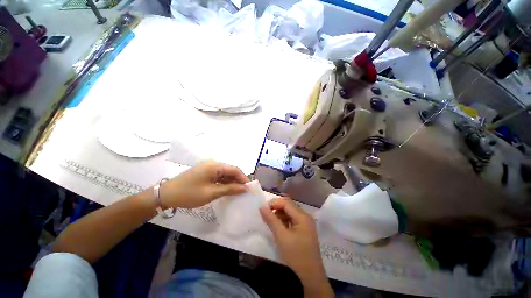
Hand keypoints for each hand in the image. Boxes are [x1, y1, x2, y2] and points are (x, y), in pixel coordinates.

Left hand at [160, 160, 248, 207]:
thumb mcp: (211, 193)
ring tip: (237, 192)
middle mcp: (213, 163)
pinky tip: (227, 189)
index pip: (234, 169)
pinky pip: (218, 175)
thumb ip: (229, 189)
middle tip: (243, 191)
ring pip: (225, 173)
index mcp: (215, 165)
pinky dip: (224, 182)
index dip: (243, 178)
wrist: (166, 194)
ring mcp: (208, 167)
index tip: (249, 188)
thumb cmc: (189, 194)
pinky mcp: (205, 172)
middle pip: (230, 170)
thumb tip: (244, 188)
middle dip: (238, 180)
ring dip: (231, 182)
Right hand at [259, 198, 332, 296]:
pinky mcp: (304, 228)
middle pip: (289, 205)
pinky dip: (285, 220)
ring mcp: (306, 222)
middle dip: (277, 208)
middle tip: (267, 216)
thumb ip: (271, 219)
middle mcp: (305, 216)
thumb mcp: (281, 236)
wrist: (310, 275)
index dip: (274, 203)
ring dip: (280, 214)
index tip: (263, 210)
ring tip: (272, 223)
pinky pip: (293, 219)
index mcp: (302, 216)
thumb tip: (262, 207)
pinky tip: (280, 227)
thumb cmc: (295, 254)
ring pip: (290, 212)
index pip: (286, 202)